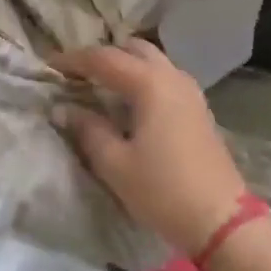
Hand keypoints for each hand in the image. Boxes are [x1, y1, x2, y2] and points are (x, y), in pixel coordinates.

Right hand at [54, 39, 248, 256]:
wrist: (221, 220)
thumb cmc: (163, 190)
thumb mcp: (115, 164)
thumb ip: (88, 130)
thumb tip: (64, 109)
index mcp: (150, 83)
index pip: (104, 58)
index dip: (74, 60)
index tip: (49, 66)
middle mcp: (172, 77)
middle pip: (133, 49)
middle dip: (104, 56)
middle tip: (77, 74)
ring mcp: (190, 91)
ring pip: (152, 62)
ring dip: (125, 66)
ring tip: (99, 87)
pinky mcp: (198, 109)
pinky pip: (164, 79)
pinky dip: (142, 80)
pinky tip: (128, 103)